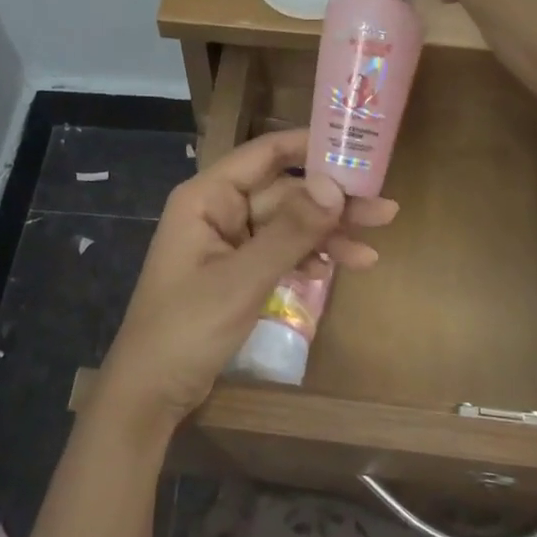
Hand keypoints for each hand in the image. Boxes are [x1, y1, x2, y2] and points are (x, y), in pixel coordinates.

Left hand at [96, 129, 397, 434]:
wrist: (151, 390)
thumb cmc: (188, 327)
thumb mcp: (243, 278)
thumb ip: (290, 231)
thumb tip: (335, 187)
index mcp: (208, 197)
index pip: (265, 154)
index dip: (311, 146)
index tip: (358, 148)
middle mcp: (218, 210)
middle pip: (284, 193)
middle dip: (332, 204)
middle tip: (385, 211)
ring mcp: (228, 242)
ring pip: (287, 225)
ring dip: (326, 236)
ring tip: (372, 250)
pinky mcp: (237, 271)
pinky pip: (279, 252)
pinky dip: (307, 259)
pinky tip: (337, 270)